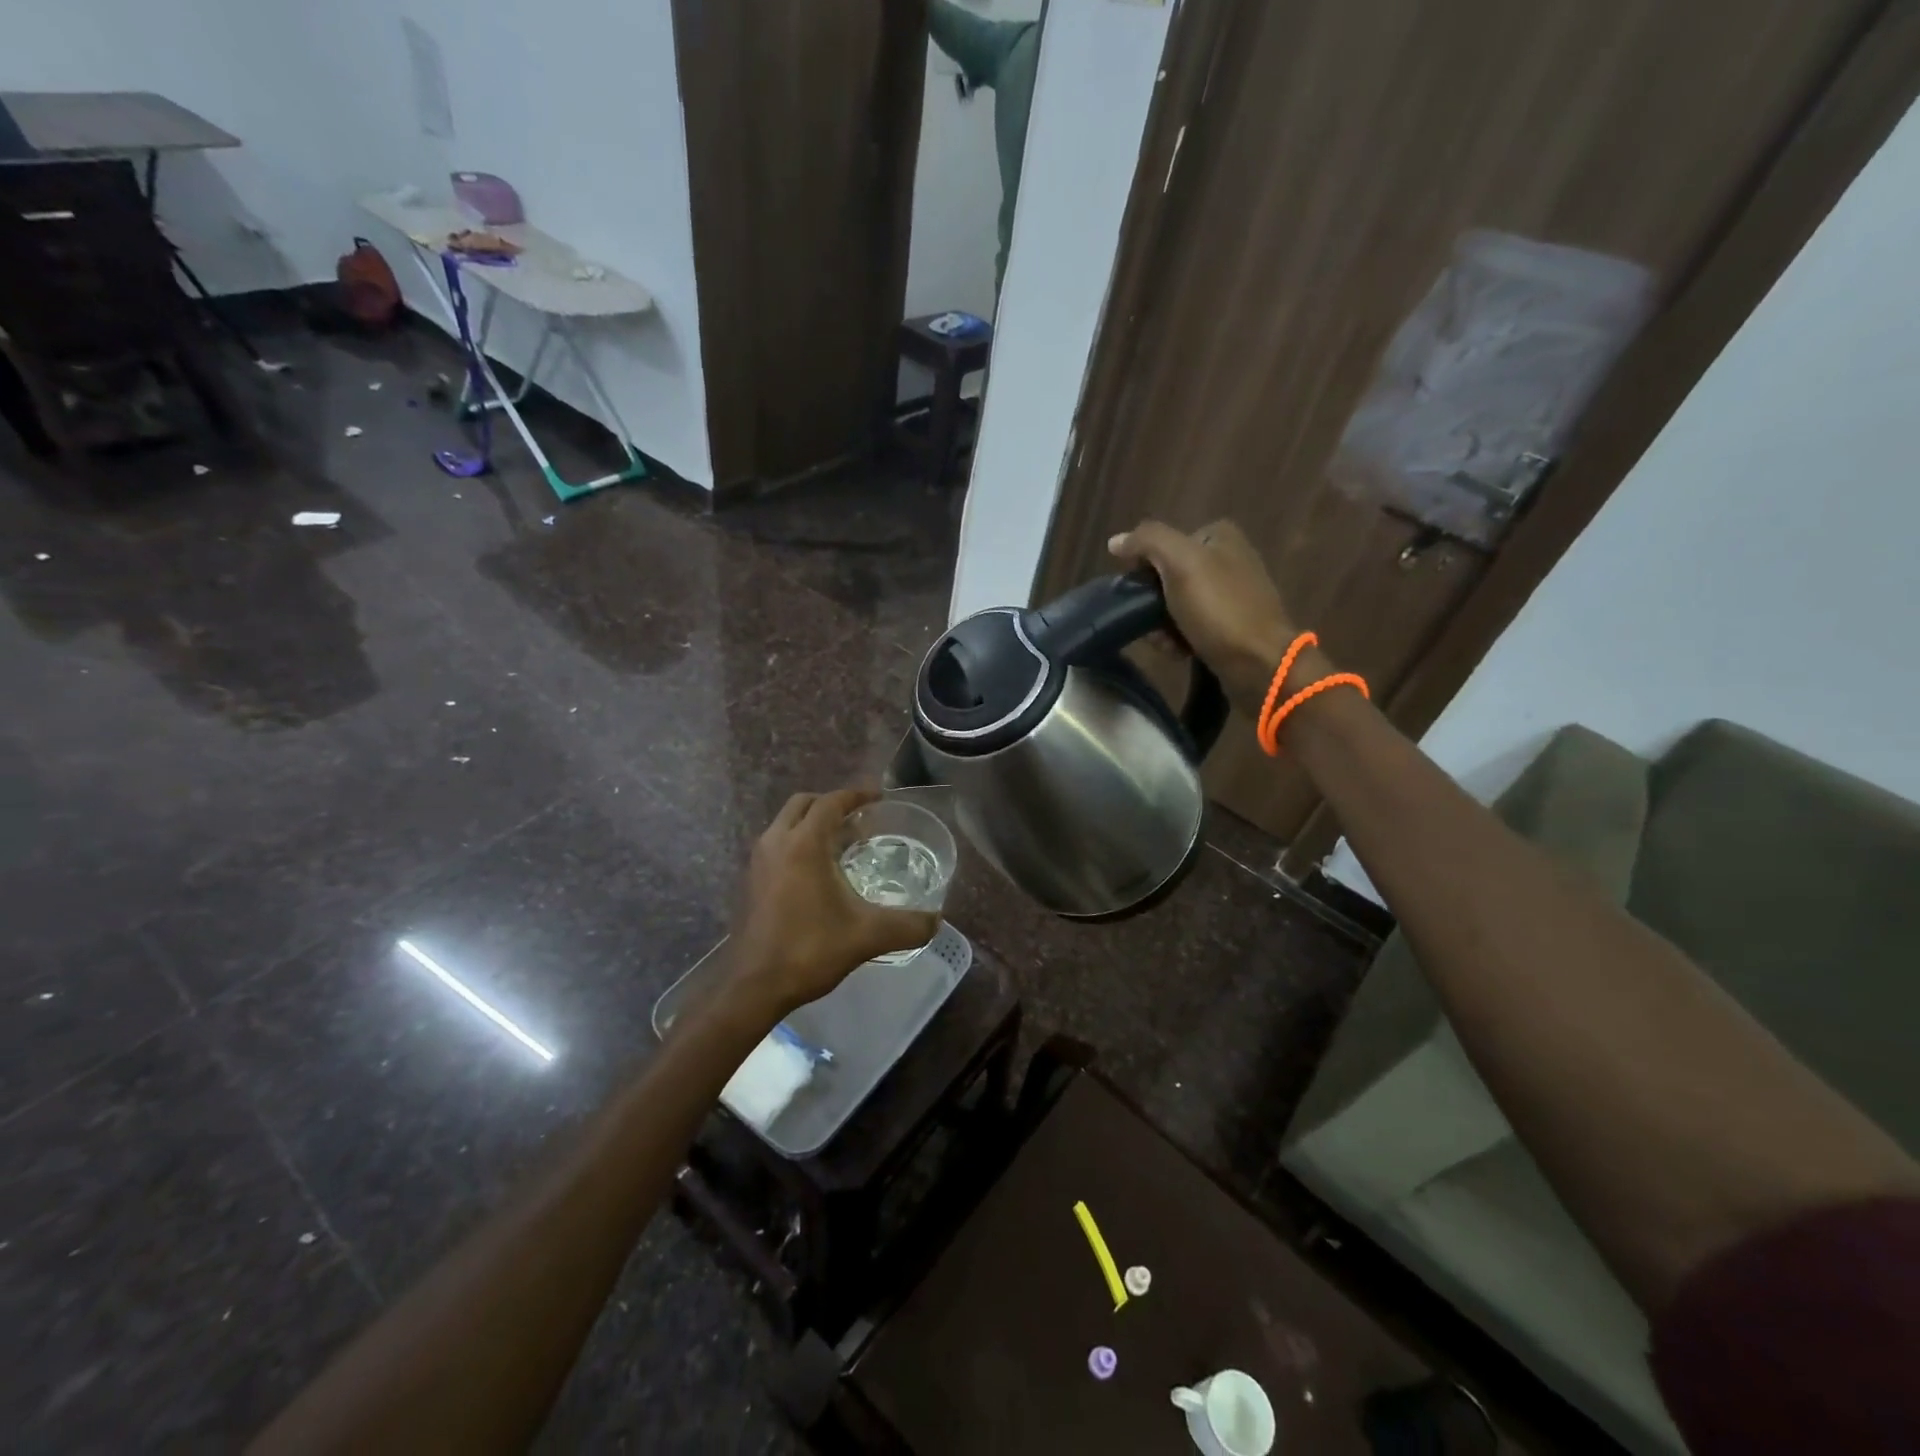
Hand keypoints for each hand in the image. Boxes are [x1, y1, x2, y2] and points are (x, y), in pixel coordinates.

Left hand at [726, 789, 939, 1019]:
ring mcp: (758, 862)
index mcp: (803, 844)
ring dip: (812, 824)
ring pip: (786, 824)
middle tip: (860, 820)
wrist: (754, 987)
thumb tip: (936, 922)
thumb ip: (907, 926)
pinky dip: (797, 843)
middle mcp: (776, 842)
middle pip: (803, 804)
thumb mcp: (867, 936)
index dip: (857, 795)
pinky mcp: (750, 881)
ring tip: (842, 845)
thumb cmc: (809, 950)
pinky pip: (777, 845)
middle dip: (831, 804)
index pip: (831, 802)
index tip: (880, 798)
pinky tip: (818, 874)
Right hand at [1109, 519, 1309, 717]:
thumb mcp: (1180, 563)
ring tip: (1167, 644)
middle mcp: (1228, 560)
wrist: (1260, 664)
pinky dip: (1180, 640)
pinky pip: (1191, 628)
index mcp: (1219, 536)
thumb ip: (1147, 541)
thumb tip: (1115, 541)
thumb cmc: (1220, 609)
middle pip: (1167, 578)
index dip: (1144, 569)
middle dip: (1153, 605)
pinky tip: (1180, 653)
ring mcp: (1231, 595)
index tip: (1140, 594)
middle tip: (1152, 626)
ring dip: (1162, 627)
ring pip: (1175, 606)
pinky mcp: (1232, 626)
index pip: (1162, 545)